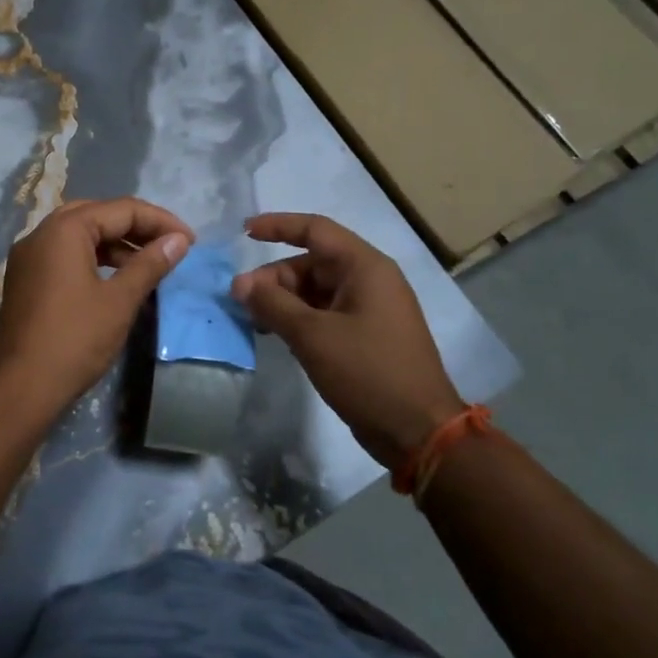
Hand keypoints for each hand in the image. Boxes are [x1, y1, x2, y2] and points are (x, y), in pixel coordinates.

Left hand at [0, 197, 192, 416]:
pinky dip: (93, 258)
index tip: (190, 242)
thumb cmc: (75, 339)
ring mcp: (28, 256)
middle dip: (136, 227)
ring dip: (115, 244)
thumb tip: (178, 241)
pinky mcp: (25, 279)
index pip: (121, 209)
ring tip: (149, 264)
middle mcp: (41, 233)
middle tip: (169, 245)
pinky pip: (64, 254)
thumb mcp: (120, 300)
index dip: (160, 221)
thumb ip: (150, 264)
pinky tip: (116, 279)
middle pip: (98, 215)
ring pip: (79, 235)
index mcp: (64, 229)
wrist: (21, 387)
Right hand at [231, 213, 463, 470]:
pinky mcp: (365, 335)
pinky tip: (277, 334)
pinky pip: (325, 313)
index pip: (315, 229)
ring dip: (283, 300)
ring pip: (315, 290)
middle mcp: (369, 280)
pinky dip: (299, 318)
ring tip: (255, 321)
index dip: (278, 226)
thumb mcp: (313, 335)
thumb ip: (272, 304)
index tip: (243, 233)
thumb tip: (239, 283)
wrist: (418, 431)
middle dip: (274, 278)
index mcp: (365, 267)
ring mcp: (369, 309)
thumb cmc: (368, 372)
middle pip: (311, 263)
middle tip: (241, 301)